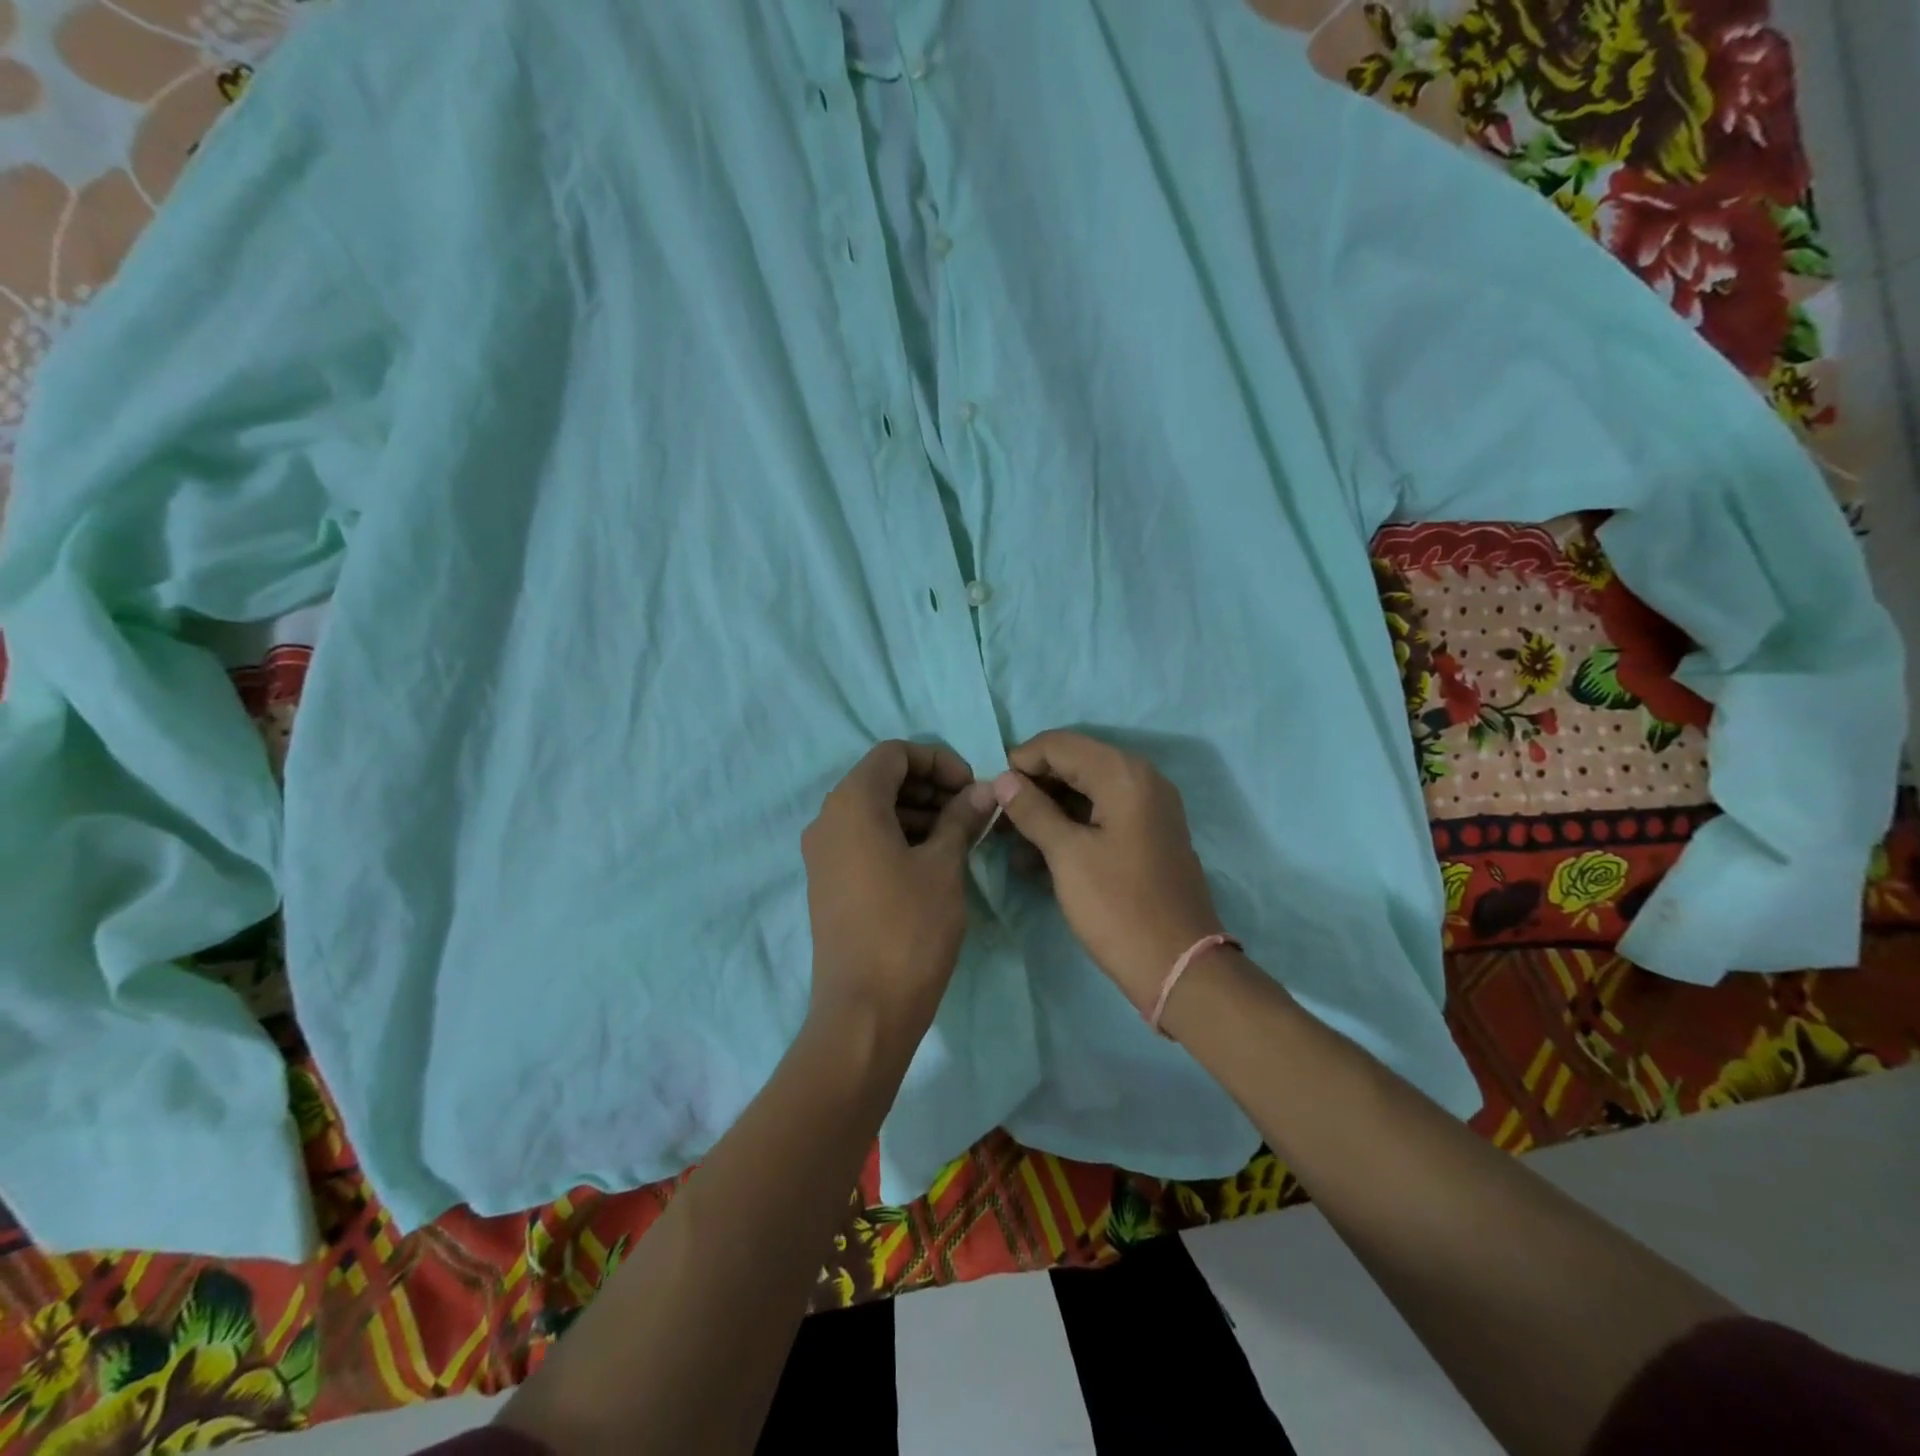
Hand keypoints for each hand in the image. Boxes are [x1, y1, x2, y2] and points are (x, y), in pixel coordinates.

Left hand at [803, 740, 997, 1043]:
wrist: (865, 1010)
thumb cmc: (909, 928)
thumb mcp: (944, 866)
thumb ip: (962, 818)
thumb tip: (984, 789)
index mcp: (851, 803)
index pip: (894, 754)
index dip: (937, 760)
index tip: (972, 787)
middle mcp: (828, 819)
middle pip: (882, 779)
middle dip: (930, 786)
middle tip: (972, 810)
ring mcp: (824, 853)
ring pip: (874, 811)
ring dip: (918, 812)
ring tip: (961, 835)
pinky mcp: (829, 882)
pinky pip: (864, 840)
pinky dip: (899, 836)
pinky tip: (935, 859)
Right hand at [992, 731, 1224, 1010]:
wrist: (1179, 966)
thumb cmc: (1117, 907)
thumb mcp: (1067, 856)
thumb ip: (1032, 810)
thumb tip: (1002, 779)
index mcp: (1123, 775)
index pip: (1059, 744)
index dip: (1020, 762)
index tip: (991, 793)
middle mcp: (1141, 779)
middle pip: (1074, 764)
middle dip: (1033, 788)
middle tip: (998, 820)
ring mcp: (1149, 807)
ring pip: (1086, 791)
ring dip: (1048, 811)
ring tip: (1012, 845)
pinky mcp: (1149, 834)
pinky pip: (1102, 815)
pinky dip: (1071, 827)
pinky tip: (1040, 858)